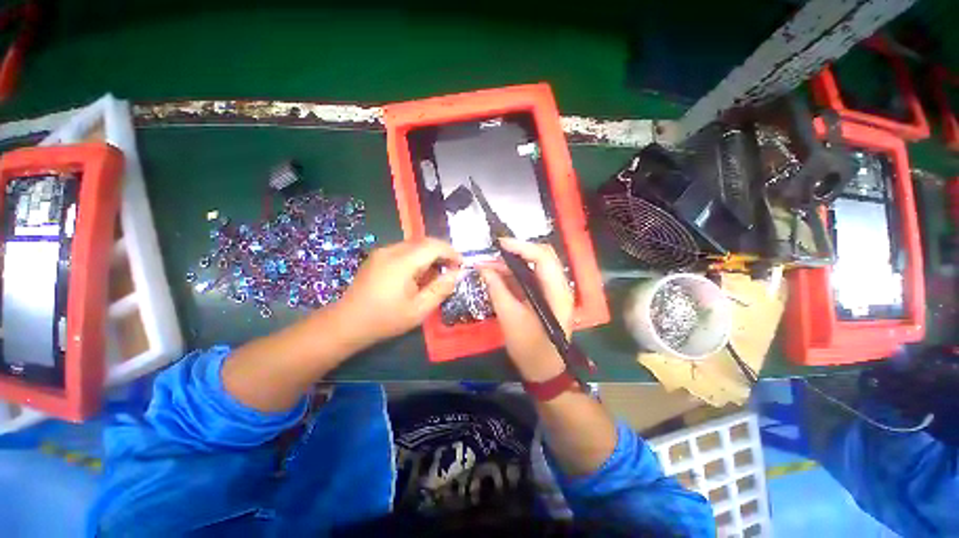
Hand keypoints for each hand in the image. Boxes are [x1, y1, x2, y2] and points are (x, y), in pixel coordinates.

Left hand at [337, 238, 461, 347]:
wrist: (347, 323)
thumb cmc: (385, 319)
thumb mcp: (419, 309)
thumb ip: (440, 289)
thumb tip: (457, 274)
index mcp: (402, 262)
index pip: (433, 246)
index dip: (451, 252)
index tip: (462, 264)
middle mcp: (391, 250)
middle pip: (424, 242)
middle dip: (442, 252)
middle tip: (452, 269)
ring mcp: (382, 252)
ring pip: (414, 245)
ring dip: (430, 254)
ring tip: (437, 273)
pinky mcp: (377, 257)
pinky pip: (404, 250)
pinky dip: (418, 257)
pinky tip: (419, 274)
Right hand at [480, 239, 573, 382]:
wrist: (544, 370)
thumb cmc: (530, 348)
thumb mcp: (510, 318)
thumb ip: (497, 290)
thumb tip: (483, 267)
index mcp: (557, 292)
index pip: (543, 257)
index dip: (521, 247)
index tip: (499, 244)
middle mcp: (559, 286)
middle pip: (541, 257)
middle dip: (516, 252)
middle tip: (492, 254)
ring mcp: (552, 291)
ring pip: (533, 266)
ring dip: (512, 263)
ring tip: (489, 265)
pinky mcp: (544, 296)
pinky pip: (529, 277)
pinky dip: (513, 274)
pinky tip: (497, 275)